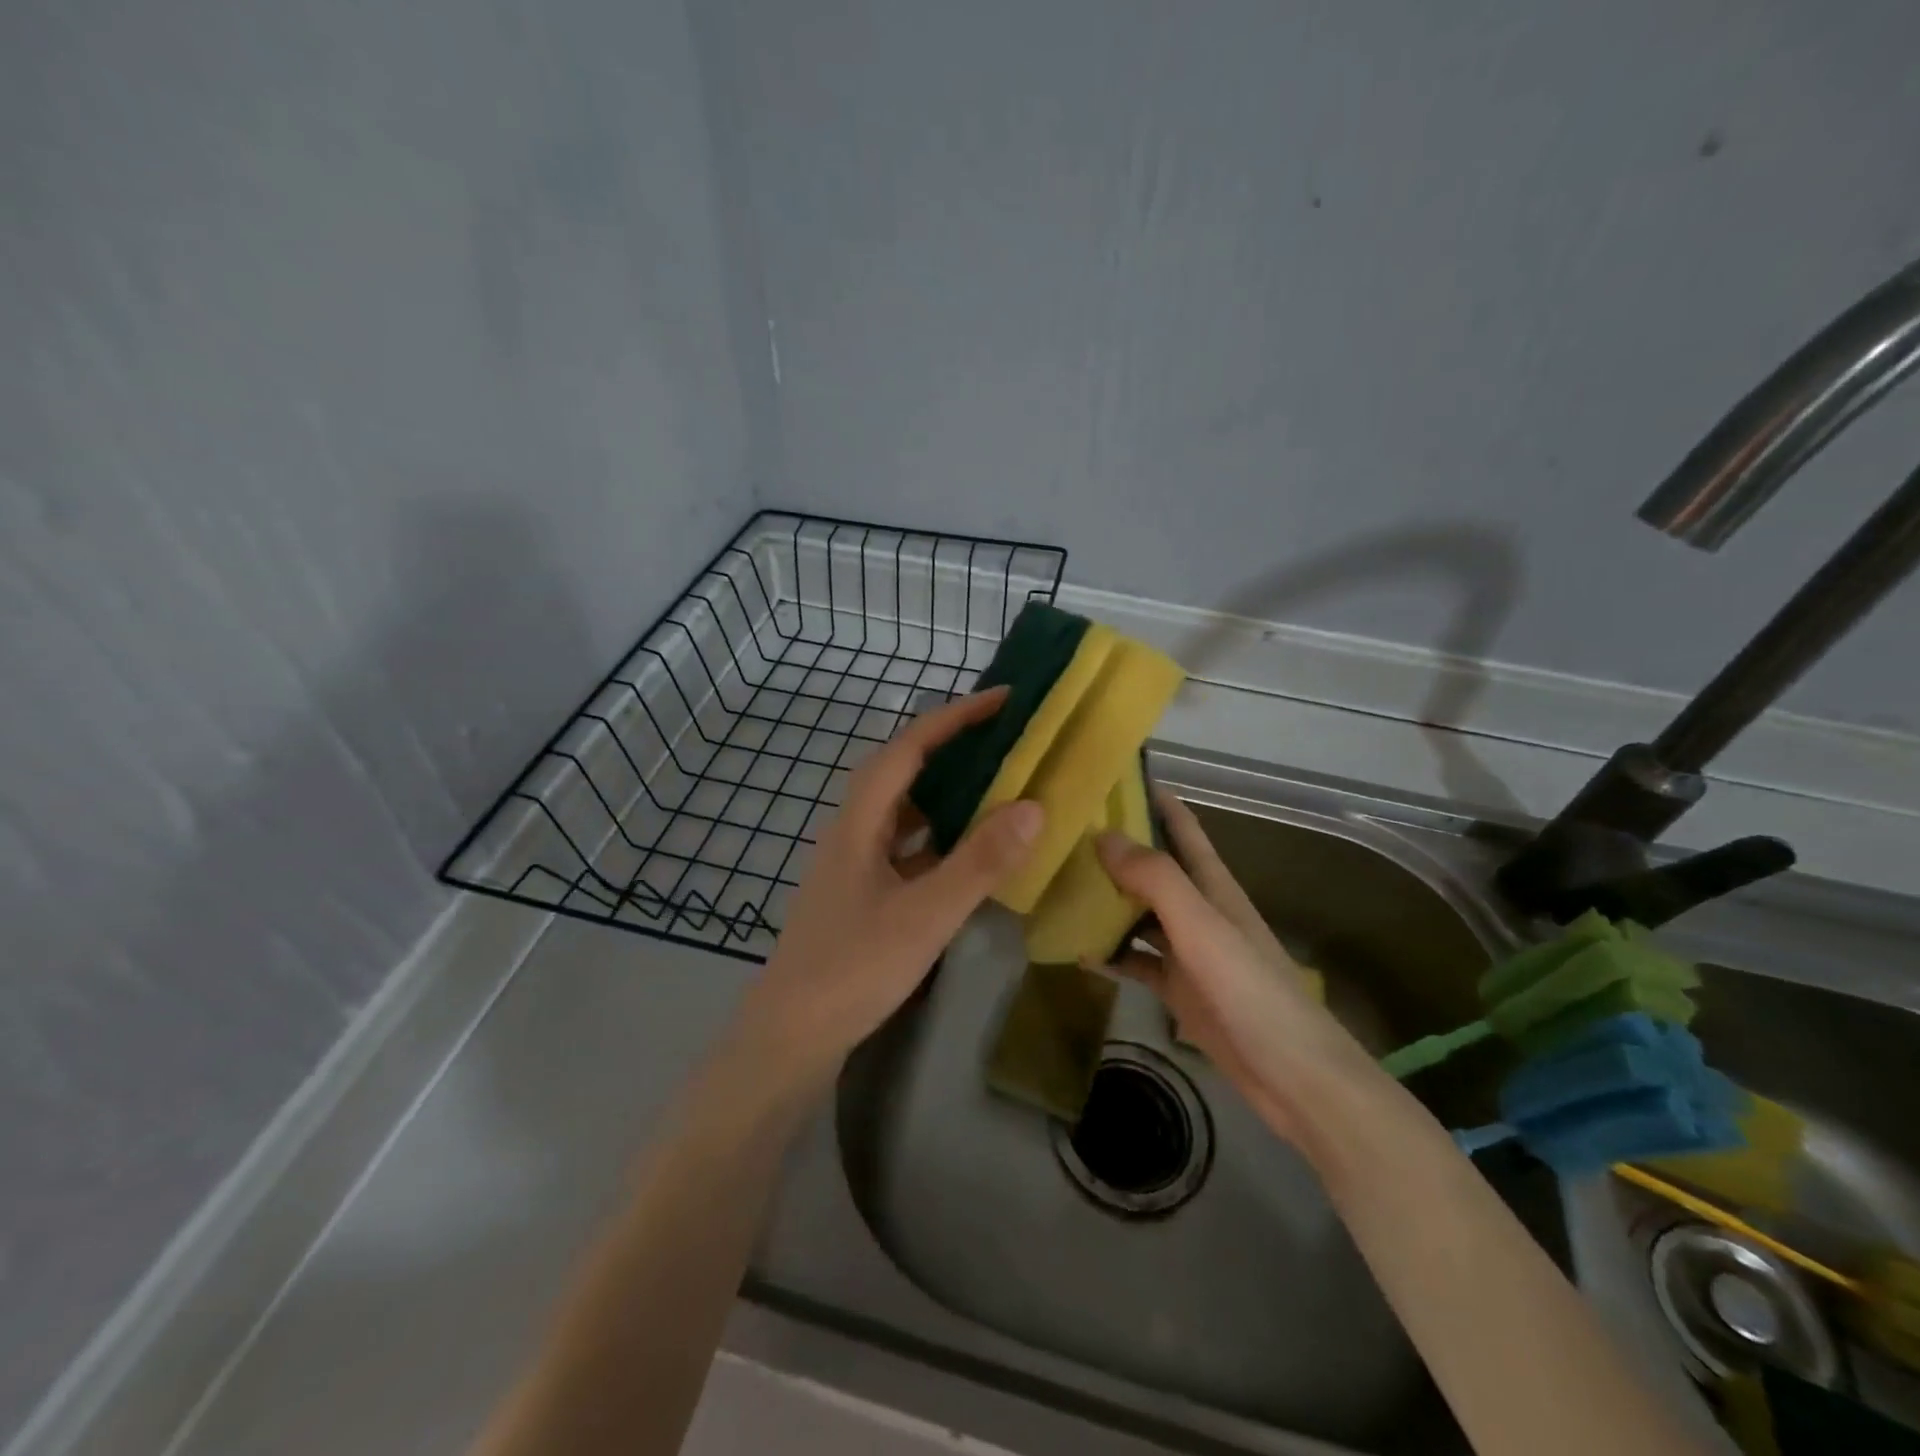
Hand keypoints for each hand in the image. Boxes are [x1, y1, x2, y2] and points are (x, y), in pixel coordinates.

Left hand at [736, 687, 1043, 1087]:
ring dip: (948, 793)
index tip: (1002, 700)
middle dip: (953, 747)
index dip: (954, 717)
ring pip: (906, 811)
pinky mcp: (862, 892)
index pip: (909, 748)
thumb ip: (979, 862)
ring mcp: (855, 863)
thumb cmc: (853, 969)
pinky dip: (941, 838)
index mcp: (859, 821)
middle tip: (1007, 739)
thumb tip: (1033, 805)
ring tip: (998, 786)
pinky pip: (908, 847)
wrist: (792, 1035)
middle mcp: (853, 830)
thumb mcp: (925, 915)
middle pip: (904, 771)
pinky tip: (971, 853)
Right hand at [1094, 790, 1380, 1153]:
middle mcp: (1198, 909)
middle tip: (1062, 833)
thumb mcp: (1202, 926)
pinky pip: (1137, 961)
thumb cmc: (1250, 990)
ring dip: (1106, 900)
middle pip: (1153, 868)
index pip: (1181, 827)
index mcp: (1212, 885)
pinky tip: (1078, 950)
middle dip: (1115, 848)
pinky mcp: (1179, 988)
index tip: (1109, 778)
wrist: (1292, 1075)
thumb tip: (1103, 835)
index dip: (1153, 799)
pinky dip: (1111, 953)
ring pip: (1139, 913)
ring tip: (1057, 886)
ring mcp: (1188, 950)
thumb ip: (1156, 878)